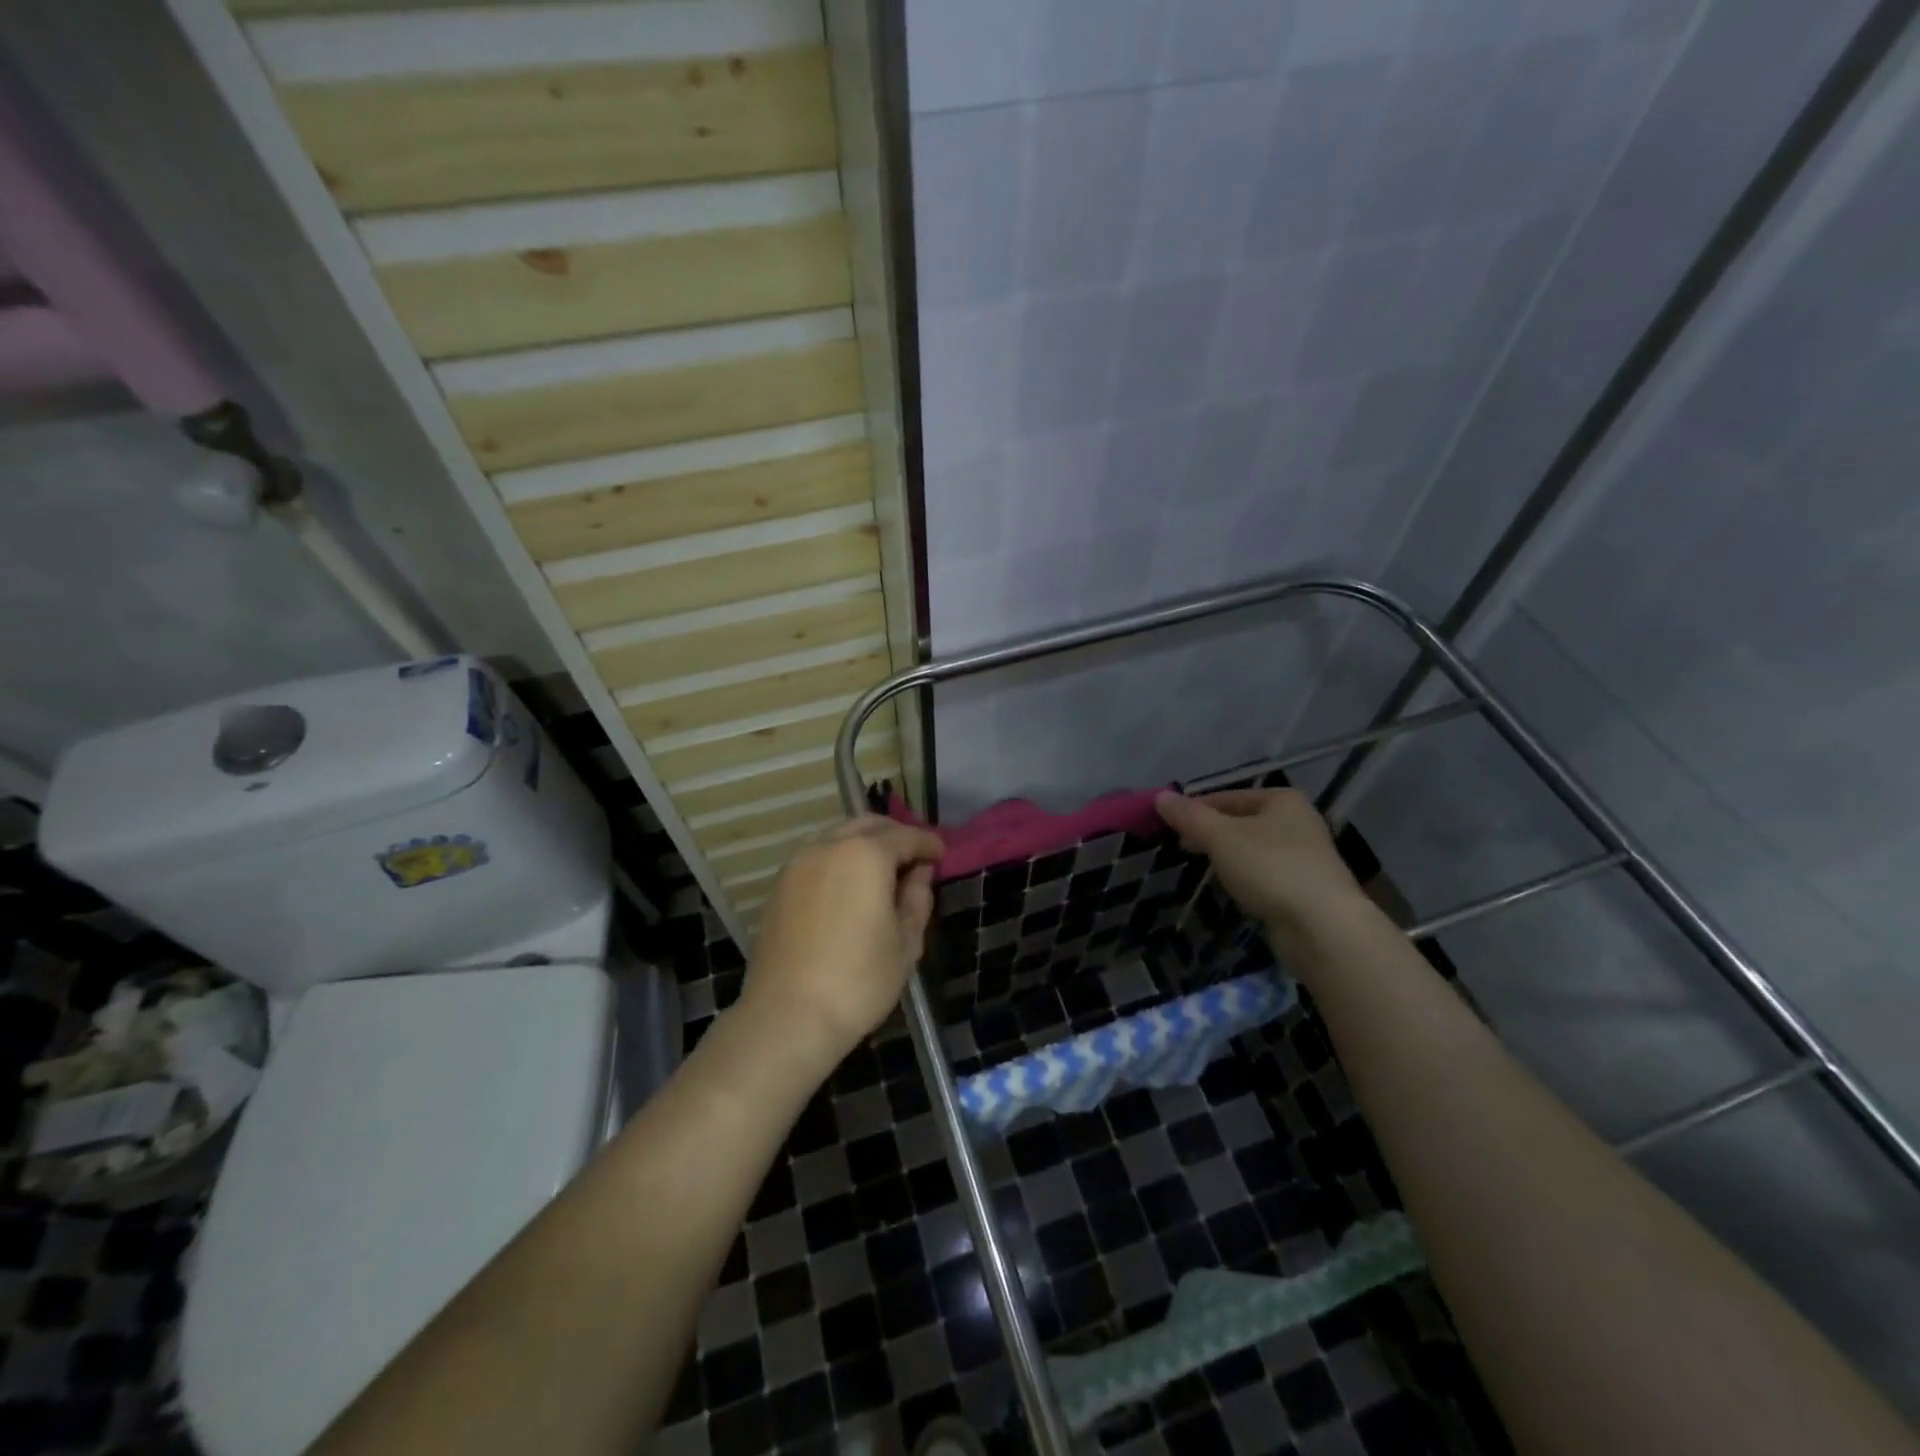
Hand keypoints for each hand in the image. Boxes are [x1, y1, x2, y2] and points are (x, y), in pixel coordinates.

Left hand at [740, 815, 944, 1069]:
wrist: (787, 1017)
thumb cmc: (858, 981)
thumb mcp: (905, 943)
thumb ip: (917, 898)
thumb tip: (919, 874)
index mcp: (866, 854)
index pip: (906, 836)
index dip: (929, 843)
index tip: (942, 855)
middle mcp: (829, 846)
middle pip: (869, 825)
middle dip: (896, 836)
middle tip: (915, 859)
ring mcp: (798, 863)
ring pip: (839, 837)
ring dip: (865, 845)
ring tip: (883, 874)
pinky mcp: (779, 885)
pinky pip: (817, 857)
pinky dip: (839, 860)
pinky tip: (849, 888)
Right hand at [1154, 788, 1367, 935]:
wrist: (1323, 927)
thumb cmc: (1270, 868)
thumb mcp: (1220, 837)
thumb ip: (1189, 816)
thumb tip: (1160, 796)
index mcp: (1282, 800)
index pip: (1226, 797)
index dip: (1195, 809)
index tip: (1168, 826)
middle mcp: (1298, 822)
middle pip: (1241, 821)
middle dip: (1210, 834)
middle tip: (1182, 848)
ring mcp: (1306, 857)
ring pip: (1253, 849)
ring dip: (1227, 856)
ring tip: (1202, 869)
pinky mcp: (1306, 888)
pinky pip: (1265, 874)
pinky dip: (1246, 877)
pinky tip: (1232, 890)